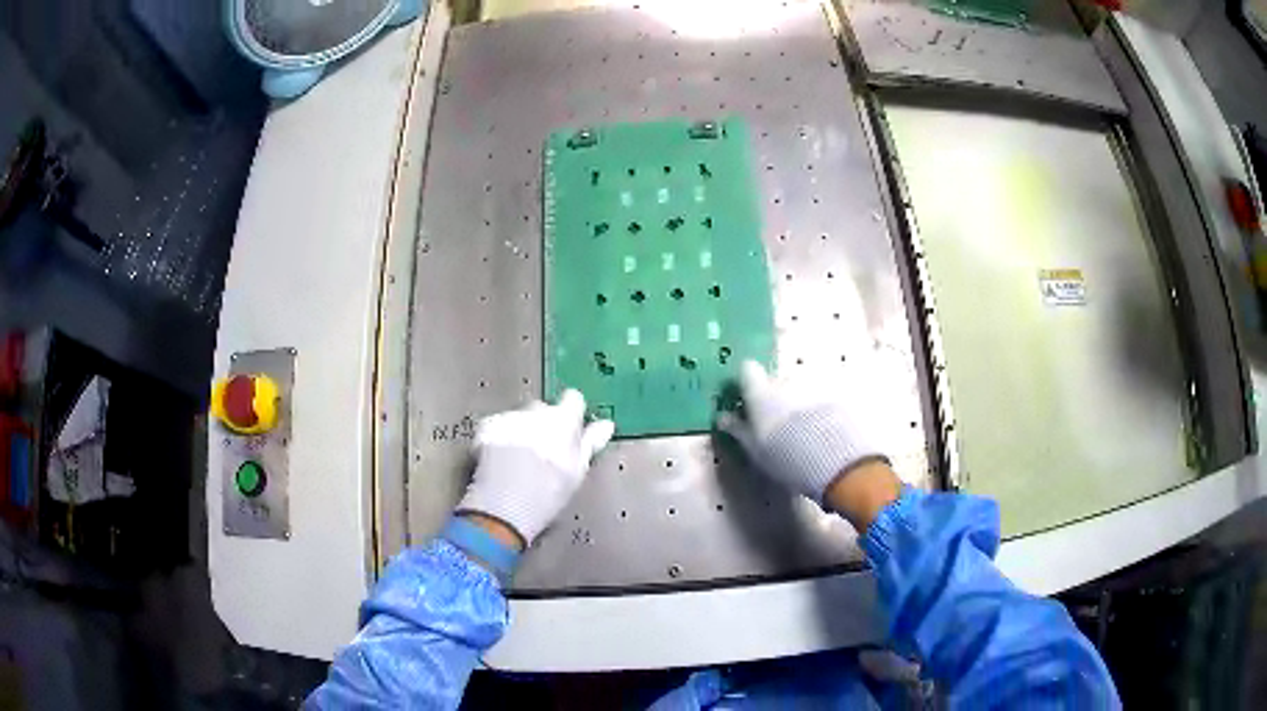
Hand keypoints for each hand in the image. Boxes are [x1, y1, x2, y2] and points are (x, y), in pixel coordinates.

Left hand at [457, 390, 614, 544]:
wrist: (506, 503)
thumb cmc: (549, 492)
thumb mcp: (578, 472)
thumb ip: (591, 443)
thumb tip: (606, 425)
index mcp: (564, 420)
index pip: (574, 399)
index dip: (572, 413)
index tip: (570, 430)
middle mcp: (536, 411)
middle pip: (543, 409)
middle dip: (543, 424)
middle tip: (543, 453)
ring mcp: (509, 417)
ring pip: (518, 418)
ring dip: (519, 431)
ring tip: (517, 461)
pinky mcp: (486, 427)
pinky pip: (495, 427)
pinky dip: (496, 438)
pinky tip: (497, 461)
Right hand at [720, 360, 895, 521]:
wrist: (834, 461)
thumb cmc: (785, 457)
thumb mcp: (754, 450)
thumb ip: (738, 430)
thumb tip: (723, 418)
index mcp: (762, 393)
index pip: (748, 371)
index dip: (747, 382)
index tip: (746, 398)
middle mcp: (787, 382)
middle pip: (776, 381)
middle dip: (775, 396)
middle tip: (775, 423)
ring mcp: (814, 387)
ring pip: (800, 389)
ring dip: (799, 403)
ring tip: (802, 431)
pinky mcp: (837, 397)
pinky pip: (821, 399)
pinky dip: (819, 411)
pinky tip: (821, 432)